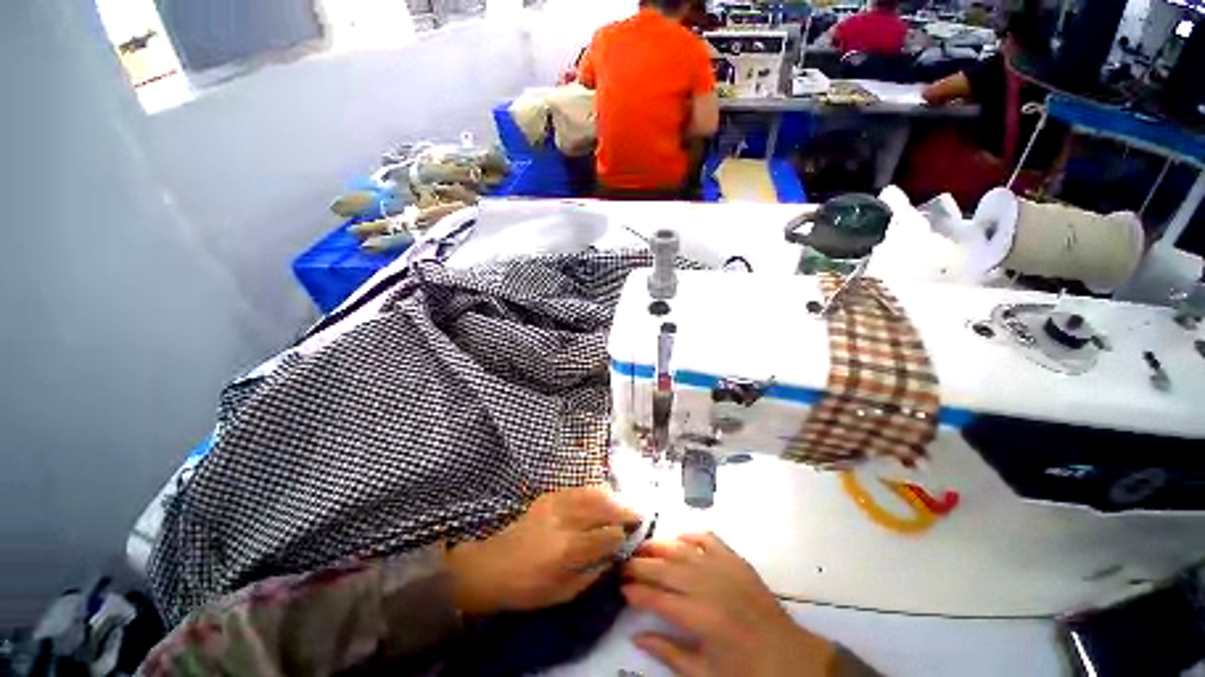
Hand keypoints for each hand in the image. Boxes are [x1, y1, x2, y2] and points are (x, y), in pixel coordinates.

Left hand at [447, 486, 640, 615]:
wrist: (494, 567)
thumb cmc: (529, 588)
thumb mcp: (564, 593)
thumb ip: (593, 573)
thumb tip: (614, 555)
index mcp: (570, 550)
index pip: (608, 535)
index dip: (622, 536)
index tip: (631, 537)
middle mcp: (566, 521)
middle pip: (604, 508)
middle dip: (624, 510)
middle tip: (636, 514)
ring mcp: (556, 504)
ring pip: (592, 493)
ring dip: (611, 498)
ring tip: (622, 504)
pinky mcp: (548, 496)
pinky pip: (577, 489)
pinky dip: (593, 491)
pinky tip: (600, 496)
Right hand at [623, 533, 835, 676]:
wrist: (792, 660)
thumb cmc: (746, 673)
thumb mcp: (705, 675)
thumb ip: (668, 653)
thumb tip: (636, 636)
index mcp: (701, 619)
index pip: (657, 598)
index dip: (636, 592)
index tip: (620, 588)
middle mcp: (708, 587)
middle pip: (665, 569)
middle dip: (640, 565)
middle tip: (623, 564)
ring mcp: (724, 569)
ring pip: (682, 550)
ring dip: (659, 546)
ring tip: (642, 547)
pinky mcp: (737, 561)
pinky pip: (709, 540)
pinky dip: (692, 535)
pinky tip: (679, 537)